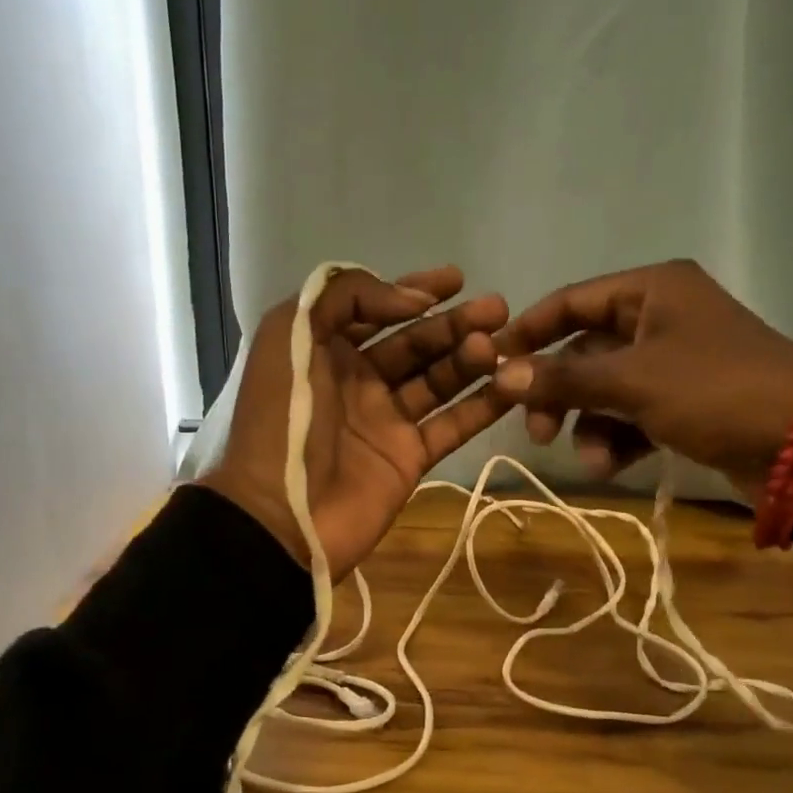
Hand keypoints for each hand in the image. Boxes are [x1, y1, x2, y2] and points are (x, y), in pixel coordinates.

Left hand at [200, 266, 509, 578]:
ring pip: (438, 380)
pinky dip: (483, 407)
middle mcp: (359, 380)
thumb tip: (415, 301)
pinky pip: (452, 425)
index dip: (415, 290)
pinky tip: (513, 385)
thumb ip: (344, 296)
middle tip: (498, 310)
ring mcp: (386, 420)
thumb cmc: (282, 417)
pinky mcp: (409, 457)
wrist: (279, 513)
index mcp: (325, 349)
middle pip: (416, 343)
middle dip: (455, 323)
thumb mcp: (292, 334)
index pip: (377, 309)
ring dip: (470, 359)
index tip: (457, 279)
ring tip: (500, 345)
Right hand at [493, 259, 792, 501]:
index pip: (571, 301)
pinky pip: (633, 412)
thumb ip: (564, 378)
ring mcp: (674, 361)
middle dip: (560, 394)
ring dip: (590, 425)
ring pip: (606, 388)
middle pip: (585, 350)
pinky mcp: (686, 400)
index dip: (529, 332)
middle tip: (538, 431)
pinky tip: (615, 465)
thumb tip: (501, 375)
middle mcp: (660, 316)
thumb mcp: (633, 382)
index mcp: (653, 290)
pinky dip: (619, 437)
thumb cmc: (715, 392)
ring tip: (593, 461)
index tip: (492, 366)